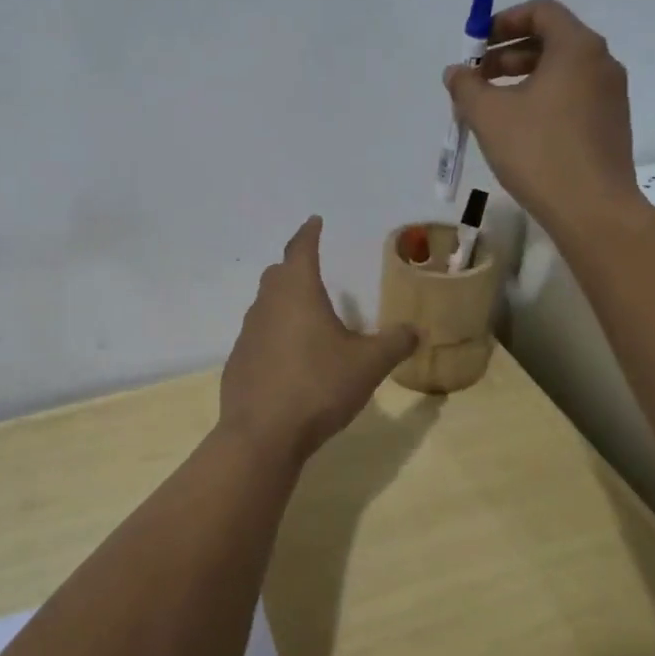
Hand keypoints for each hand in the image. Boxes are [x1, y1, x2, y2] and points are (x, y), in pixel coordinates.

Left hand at [219, 218, 417, 464]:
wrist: (262, 434)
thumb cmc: (318, 386)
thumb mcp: (368, 364)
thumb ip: (394, 343)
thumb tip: (416, 330)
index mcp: (297, 292)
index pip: (301, 248)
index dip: (309, 233)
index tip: (315, 221)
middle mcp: (267, 305)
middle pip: (278, 274)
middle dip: (295, 266)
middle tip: (312, 268)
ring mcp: (247, 334)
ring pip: (265, 305)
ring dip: (283, 302)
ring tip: (306, 316)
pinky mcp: (238, 362)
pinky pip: (258, 337)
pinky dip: (274, 335)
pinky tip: (289, 359)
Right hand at [444, 0, 647, 237]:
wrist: (593, 210)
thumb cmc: (539, 151)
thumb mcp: (489, 115)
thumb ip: (466, 86)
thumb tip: (456, 72)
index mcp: (577, 48)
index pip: (541, 10)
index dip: (503, 21)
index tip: (476, 46)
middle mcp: (601, 63)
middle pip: (550, 40)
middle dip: (507, 54)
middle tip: (476, 80)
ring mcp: (611, 95)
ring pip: (560, 72)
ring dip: (521, 79)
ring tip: (490, 108)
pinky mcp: (610, 125)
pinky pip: (572, 96)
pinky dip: (542, 99)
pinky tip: (518, 130)